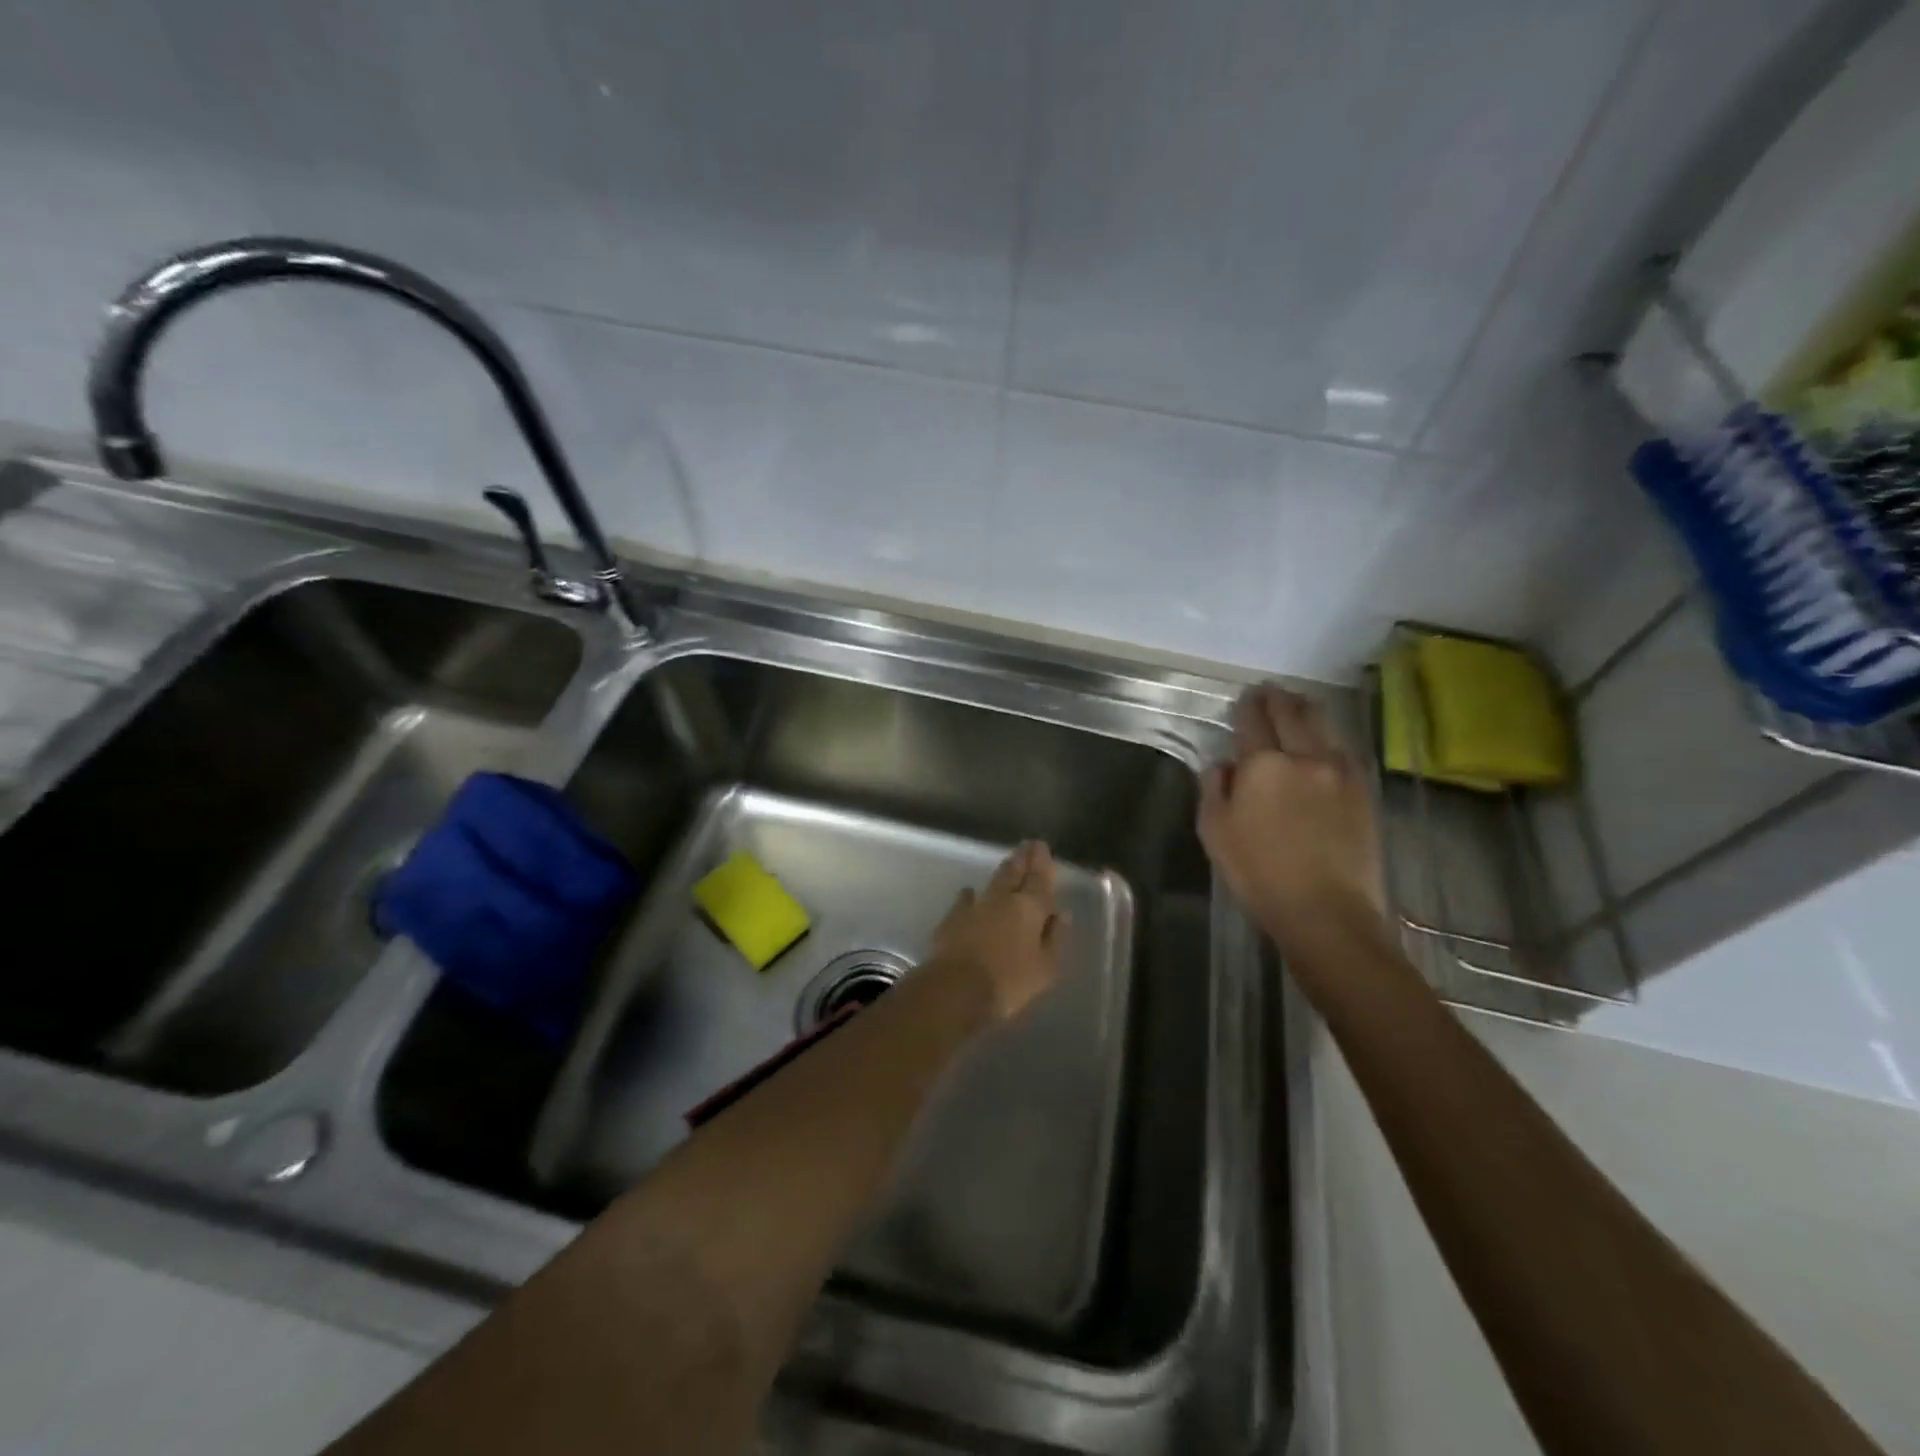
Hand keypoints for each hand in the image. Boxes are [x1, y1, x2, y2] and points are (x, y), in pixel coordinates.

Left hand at [928, 840, 1067, 1023]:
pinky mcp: (952, 918)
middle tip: (1028, 845)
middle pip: (1014, 872)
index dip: (1042, 863)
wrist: (956, 988)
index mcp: (1029, 908)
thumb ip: (1055, 938)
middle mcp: (1002, 899)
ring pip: (992, 881)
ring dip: (1002, 871)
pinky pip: (965, 899)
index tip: (1042, 847)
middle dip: (1023, 858)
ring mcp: (975, 906)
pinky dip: (971, 894)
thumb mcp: (1045, 968)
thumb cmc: (1009, 982)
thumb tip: (1061, 914)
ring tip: (1008, 863)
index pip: (1039, 879)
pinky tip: (970, 892)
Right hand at [1198, 684, 1383, 942]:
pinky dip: (1327, 738)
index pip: (1253, 721)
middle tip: (1269, 691)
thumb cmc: (1259, 874)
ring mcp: (1340, 772)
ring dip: (1306, 711)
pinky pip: (1343, 751)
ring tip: (1296, 707)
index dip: (1247, 706)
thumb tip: (1223, 765)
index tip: (1244, 698)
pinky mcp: (1363, 792)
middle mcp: (1305, 757)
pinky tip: (1322, 744)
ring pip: (1323, 726)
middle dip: (1278, 698)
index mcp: (1263, 765)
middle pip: (1293, 713)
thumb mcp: (1215, 832)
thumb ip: (1214, 789)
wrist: (1327, 912)